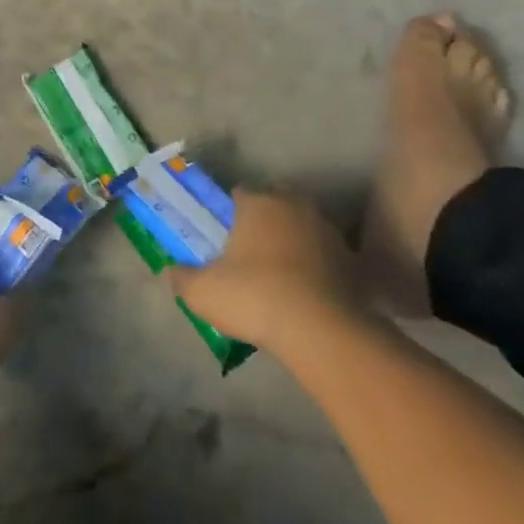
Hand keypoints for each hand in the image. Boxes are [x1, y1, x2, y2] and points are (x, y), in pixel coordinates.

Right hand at [169, 189, 361, 352]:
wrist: (321, 331)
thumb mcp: (203, 292)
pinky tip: (308, 289)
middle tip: (254, 247)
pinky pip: (327, 254)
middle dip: (266, 217)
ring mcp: (327, 230)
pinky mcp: (352, 260)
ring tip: (283, 270)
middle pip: (277, 201)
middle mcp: (293, 205)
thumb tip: (172, 271)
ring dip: (295, 239)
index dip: (231, 210)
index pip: (240, 192)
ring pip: (305, 224)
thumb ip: (183, 278)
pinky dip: (319, 265)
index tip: (225, 233)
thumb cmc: (254, 297)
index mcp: (257, 202)